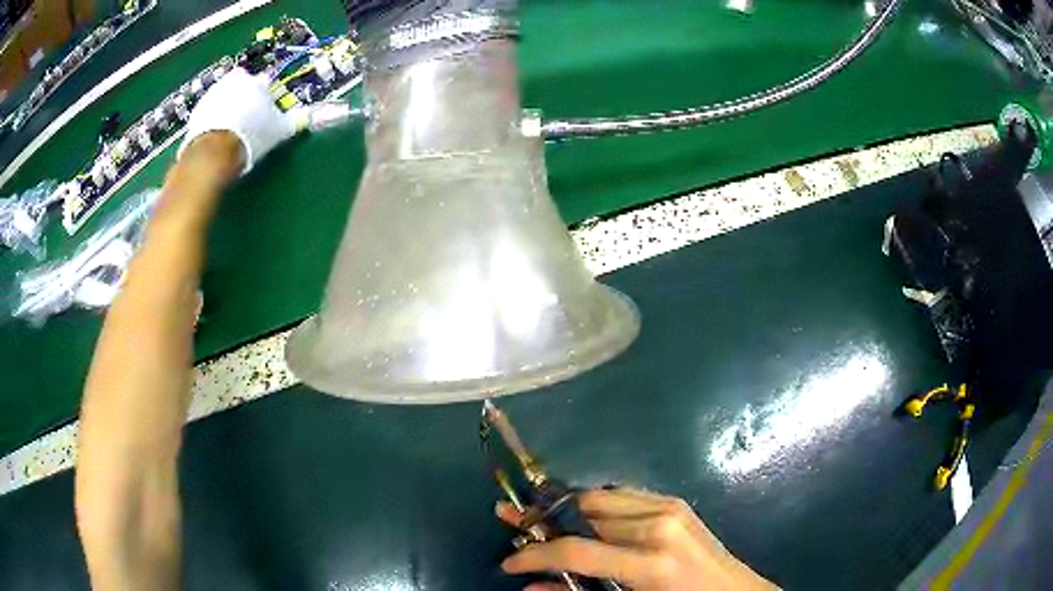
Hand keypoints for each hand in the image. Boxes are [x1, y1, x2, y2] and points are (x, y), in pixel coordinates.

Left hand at [179, 67, 305, 174]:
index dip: (265, 101)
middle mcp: (235, 80)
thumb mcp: (280, 130)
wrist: (213, 152)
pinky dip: (212, 120)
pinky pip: (209, 111)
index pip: (265, 86)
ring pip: (224, 97)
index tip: (264, 116)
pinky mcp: (197, 109)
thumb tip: (325, 113)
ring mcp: (214, 93)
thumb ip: (298, 119)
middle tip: (247, 123)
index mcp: (258, 82)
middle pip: (242, 87)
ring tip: (232, 132)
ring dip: (227, 109)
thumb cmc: (250, 137)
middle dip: (244, 100)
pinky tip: (217, 136)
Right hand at [497, 488, 776, 590]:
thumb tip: (532, 589)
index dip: (534, 557)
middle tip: (516, 525)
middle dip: (545, 518)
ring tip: (545, 525)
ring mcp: (669, 507)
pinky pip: (622, 495)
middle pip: (585, 508)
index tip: (508, 564)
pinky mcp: (675, 502)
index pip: (577, 551)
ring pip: (601, 495)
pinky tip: (588, 522)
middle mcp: (658, 523)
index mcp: (651, 562)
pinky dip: (597, 506)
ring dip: (569, 510)